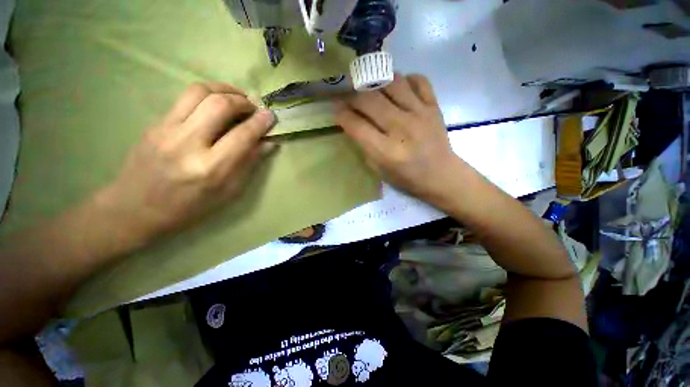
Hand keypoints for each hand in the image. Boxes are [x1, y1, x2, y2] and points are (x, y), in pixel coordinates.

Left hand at [95, 82, 276, 243]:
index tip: (271, 116)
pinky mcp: (155, 124)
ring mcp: (167, 130)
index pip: (243, 135)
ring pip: (199, 92)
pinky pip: (184, 98)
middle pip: (220, 104)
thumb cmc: (189, 207)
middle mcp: (188, 144)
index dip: (261, 122)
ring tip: (237, 97)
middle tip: (254, 107)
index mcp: (210, 168)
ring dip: (224, 89)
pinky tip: (215, 104)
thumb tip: (268, 144)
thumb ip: (249, 164)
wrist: (135, 209)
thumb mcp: (228, 192)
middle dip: (243, 101)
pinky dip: (207, 95)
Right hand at [336, 74, 466, 202]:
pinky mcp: (434, 106)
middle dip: (353, 96)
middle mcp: (401, 128)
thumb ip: (364, 146)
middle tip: (349, 98)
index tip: (336, 109)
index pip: (356, 125)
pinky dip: (405, 80)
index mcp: (386, 151)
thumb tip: (352, 122)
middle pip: (369, 100)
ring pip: (392, 82)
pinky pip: (418, 80)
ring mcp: (420, 114)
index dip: (341, 114)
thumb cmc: (406, 177)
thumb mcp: (378, 169)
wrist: (441, 174)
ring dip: (377, 83)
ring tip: (372, 90)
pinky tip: (398, 88)